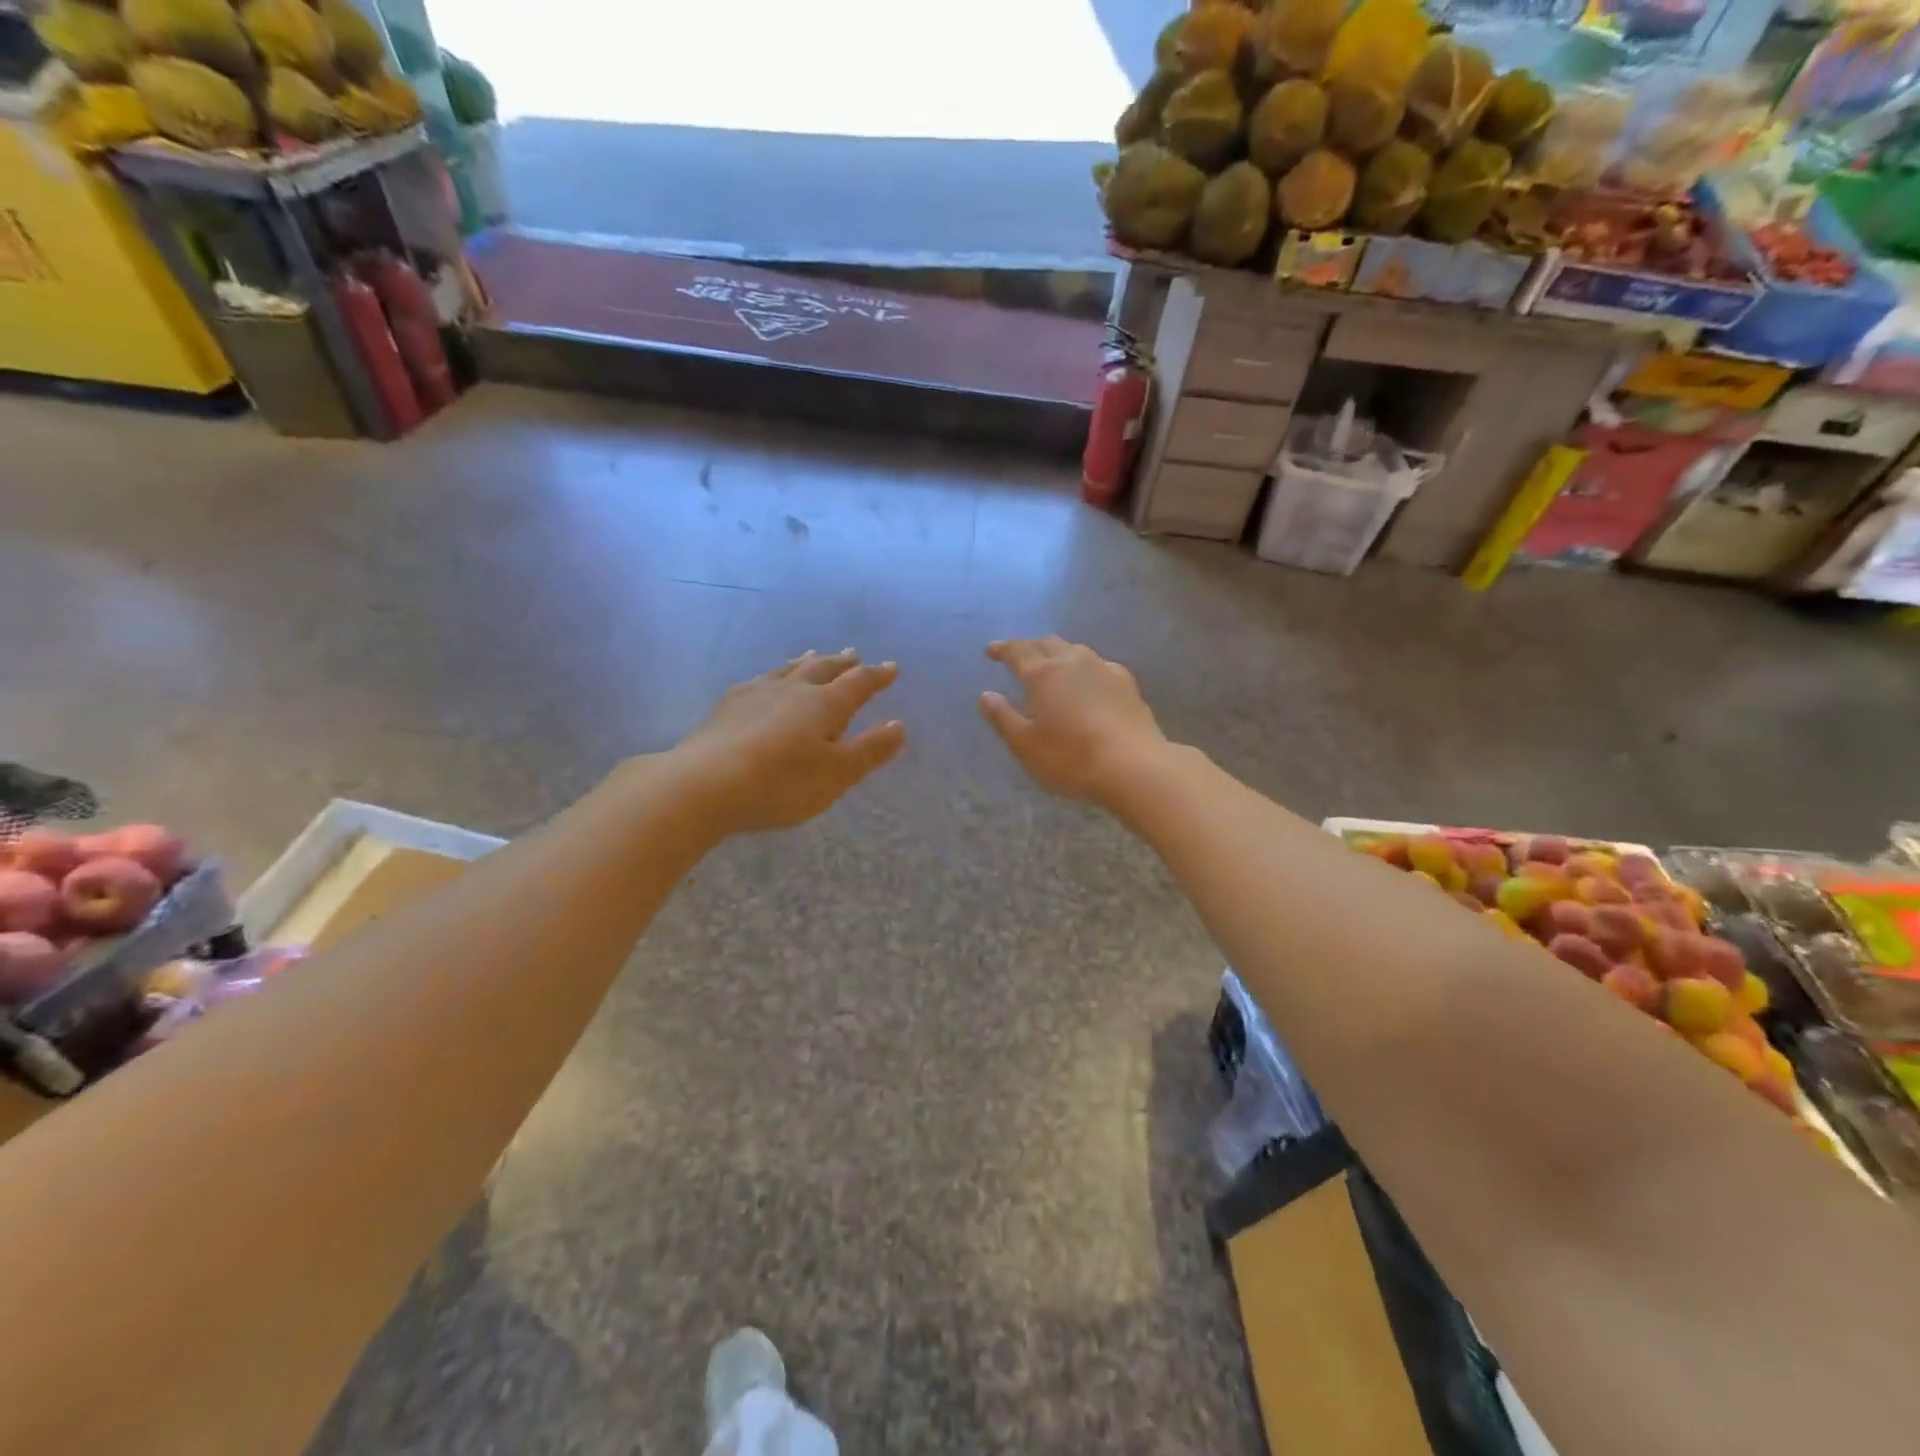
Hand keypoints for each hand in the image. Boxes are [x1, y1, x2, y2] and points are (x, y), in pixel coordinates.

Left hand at [676, 651, 905, 832]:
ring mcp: (756, 694)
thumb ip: (870, 750)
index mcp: (825, 704)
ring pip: (788, 670)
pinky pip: (759, 681)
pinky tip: (764, 682)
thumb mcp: (837, 774)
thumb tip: (898, 725)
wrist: (704, 785)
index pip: (858, 683)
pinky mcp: (727, 707)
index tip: (891, 668)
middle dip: (841, 663)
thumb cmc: (782, 783)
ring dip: (805, 663)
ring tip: (812, 656)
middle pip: (822, 669)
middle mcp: (793, 690)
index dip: (877, 677)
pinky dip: (772, 677)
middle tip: (852, 653)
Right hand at [979, 637, 1167, 803]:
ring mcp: (1103, 669)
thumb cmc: (1069, 757)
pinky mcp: (1127, 683)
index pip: (1017, 652)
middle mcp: (1072, 662)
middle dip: (1029, 646)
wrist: (1132, 765)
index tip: (991, 650)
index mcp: (1042, 674)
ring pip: (1075, 650)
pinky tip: (1088, 679)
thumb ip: (1002, 717)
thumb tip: (986, 695)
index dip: (1002, 649)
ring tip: (1051, 663)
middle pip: (1047, 643)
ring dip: (1058, 652)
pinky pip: (1099, 665)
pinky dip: (1085, 667)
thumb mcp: (1024, 744)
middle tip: (1018, 655)